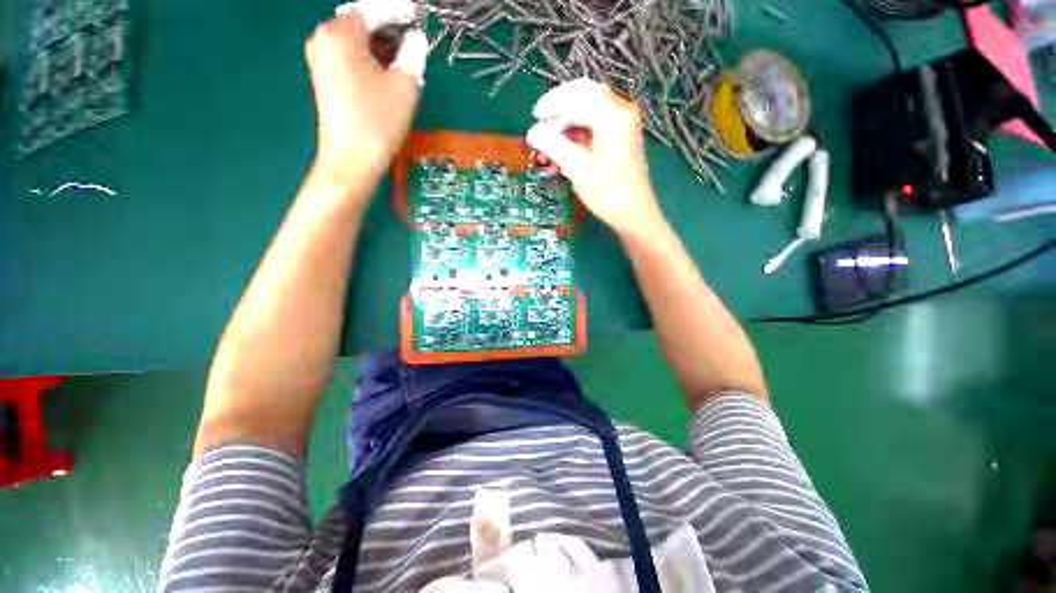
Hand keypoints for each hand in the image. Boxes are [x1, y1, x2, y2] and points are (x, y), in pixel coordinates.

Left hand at [305, 0, 427, 187]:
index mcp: (340, 35)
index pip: (372, 10)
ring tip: (405, 54)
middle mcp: (324, 39)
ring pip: (355, 40)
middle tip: (413, 36)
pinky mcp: (325, 77)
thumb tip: (415, 40)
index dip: (397, 11)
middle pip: (360, 22)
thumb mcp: (404, 87)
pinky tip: (387, 69)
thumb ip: (412, 55)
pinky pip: (349, 56)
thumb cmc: (378, 122)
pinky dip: (369, 57)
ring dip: (380, 44)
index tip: (417, 15)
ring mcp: (321, 59)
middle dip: (388, 27)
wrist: (351, 158)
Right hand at [526, 79, 663, 236]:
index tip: (534, 117)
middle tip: (540, 130)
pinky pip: (592, 129)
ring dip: (564, 130)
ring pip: (586, 115)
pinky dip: (574, 139)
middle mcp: (620, 112)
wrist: (633, 214)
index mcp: (613, 115)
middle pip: (583, 98)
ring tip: (547, 152)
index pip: (578, 95)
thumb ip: (553, 146)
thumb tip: (531, 132)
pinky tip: (561, 157)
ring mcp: (621, 125)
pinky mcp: (619, 138)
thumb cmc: (607, 193)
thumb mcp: (577, 169)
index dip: (553, 103)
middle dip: (558, 114)